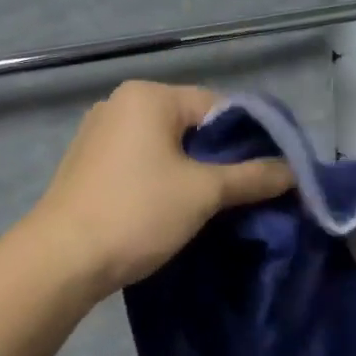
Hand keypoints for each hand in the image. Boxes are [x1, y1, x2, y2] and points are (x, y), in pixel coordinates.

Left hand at [30, 81, 293, 297]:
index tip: (268, 172)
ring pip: (165, 144)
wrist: (61, 259)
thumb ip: (253, 177)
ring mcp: (98, 132)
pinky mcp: (87, 162)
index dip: (249, 137)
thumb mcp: (204, 193)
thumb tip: (295, 171)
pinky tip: (171, 207)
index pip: (218, 105)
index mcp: (149, 96)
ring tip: (212, 204)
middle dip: (219, 156)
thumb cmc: (137, 213)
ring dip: (191, 170)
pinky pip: (140, 160)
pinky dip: (162, 177)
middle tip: (244, 192)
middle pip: (190, 124)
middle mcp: (121, 103)